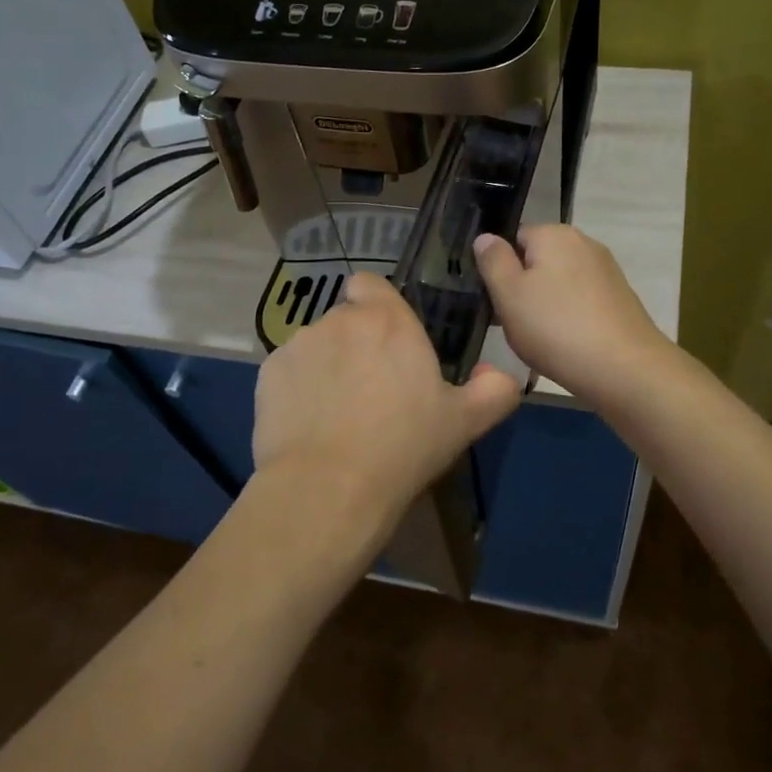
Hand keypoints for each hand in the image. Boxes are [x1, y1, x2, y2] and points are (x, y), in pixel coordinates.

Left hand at [251, 271, 520, 562]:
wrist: (328, 488)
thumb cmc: (403, 447)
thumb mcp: (464, 423)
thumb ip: (494, 391)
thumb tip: (502, 375)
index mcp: (387, 321)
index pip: (370, 284)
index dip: (376, 305)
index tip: (387, 339)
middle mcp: (339, 320)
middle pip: (346, 319)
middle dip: (356, 343)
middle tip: (372, 389)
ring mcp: (299, 345)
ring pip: (316, 345)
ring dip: (327, 365)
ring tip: (337, 413)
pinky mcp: (269, 373)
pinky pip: (289, 371)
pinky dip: (298, 388)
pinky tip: (308, 425)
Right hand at [473, 224, 670, 400]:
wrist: (624, 368)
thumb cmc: (555, 328)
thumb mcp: (508, 294)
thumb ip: (493, 261)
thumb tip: (486, 237)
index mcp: (555, 234)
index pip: (514, 238)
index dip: (500, 268)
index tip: (496, 300)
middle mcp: (584, 243)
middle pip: (539, 260)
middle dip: (524, 288)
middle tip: (513, 323)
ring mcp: (607, 271)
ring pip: (560, 283)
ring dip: (546, 306)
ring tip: (540, 340)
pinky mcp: (620, 299)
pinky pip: (582, 302)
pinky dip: (570, 318)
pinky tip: (566, 345)